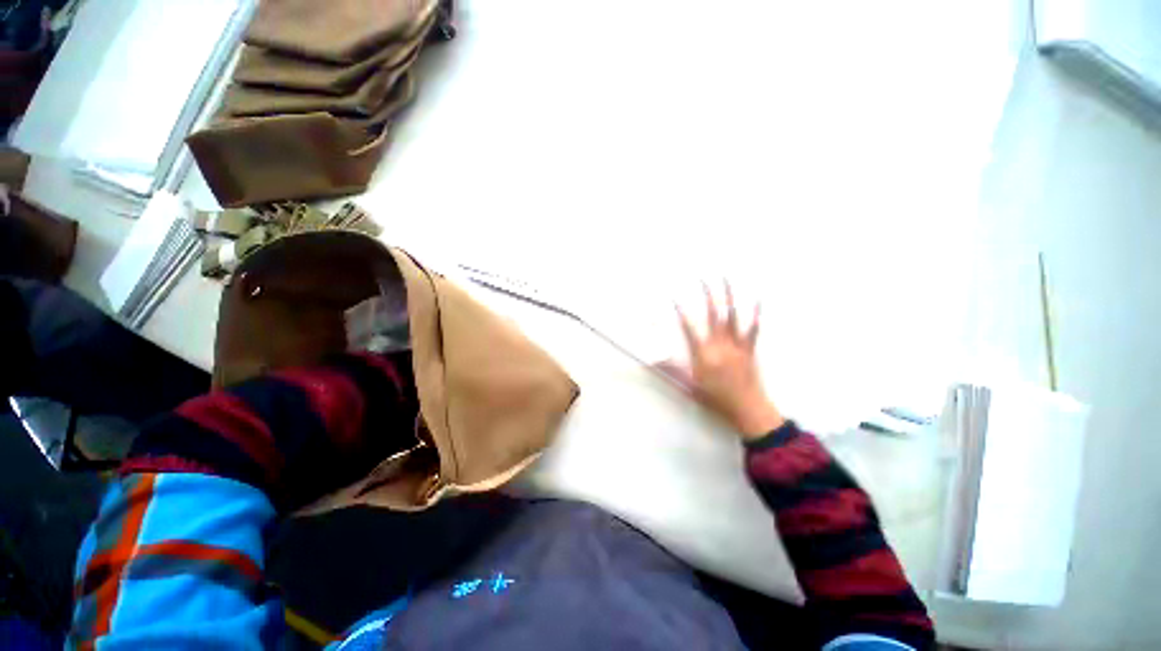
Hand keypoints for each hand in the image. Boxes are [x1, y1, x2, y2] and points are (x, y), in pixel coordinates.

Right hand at [663, 283, 783, 440]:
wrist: (747, 409)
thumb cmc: (716, 399)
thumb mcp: (689, 386)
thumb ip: (672, 370)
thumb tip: (654, 360)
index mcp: (703, 354)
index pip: (689, 328)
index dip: (681, 311)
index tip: (675, 298)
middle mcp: (719, 345)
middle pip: (713, 315)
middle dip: (708, 295)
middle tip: (703, 279)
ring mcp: (736, 346)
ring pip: (733, 316)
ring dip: (729, 296)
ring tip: (726, 280)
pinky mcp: (749, 349)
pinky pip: (753, 329)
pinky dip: (756, 314)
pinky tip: (757, 299)